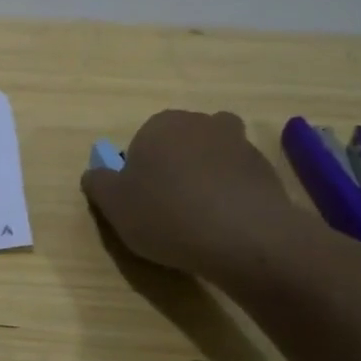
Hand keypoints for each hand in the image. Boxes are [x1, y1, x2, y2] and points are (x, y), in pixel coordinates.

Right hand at [79, 110, 302, 275]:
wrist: (244, 236)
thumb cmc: (166, 214)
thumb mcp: (114, 205)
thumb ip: (98, 183)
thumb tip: (94, 173)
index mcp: (160, 125)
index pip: (142, 142)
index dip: (140, 172)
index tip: (141, 201)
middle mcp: (200, 123)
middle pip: (179, 144)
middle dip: (174, 167)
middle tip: (168, 207)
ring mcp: (239, 143)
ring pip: (212, 157)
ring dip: (206, 177)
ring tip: (201, 217)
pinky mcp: (266, 169)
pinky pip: (239, 178)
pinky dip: (232, 194)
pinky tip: (226, 224)